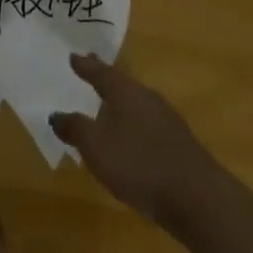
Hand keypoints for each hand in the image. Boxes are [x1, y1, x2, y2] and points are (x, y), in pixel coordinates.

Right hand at [50, 53, 213, 227]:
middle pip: (121, 84)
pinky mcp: (176, 144)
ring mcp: (166, 121)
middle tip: (89, 70)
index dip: (86, 66)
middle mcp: (147, 98)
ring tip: (104, 106)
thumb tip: (56, 114)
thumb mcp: (96, 146)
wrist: (196, 197)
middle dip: (104, 79)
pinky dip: (131, 125)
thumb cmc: (138, 163)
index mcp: (126, 92)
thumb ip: (75, 128)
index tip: (73, 56)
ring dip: (119, 103)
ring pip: (136, 104)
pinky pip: (146, 124)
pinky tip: (127, 139)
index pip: (101, 72)